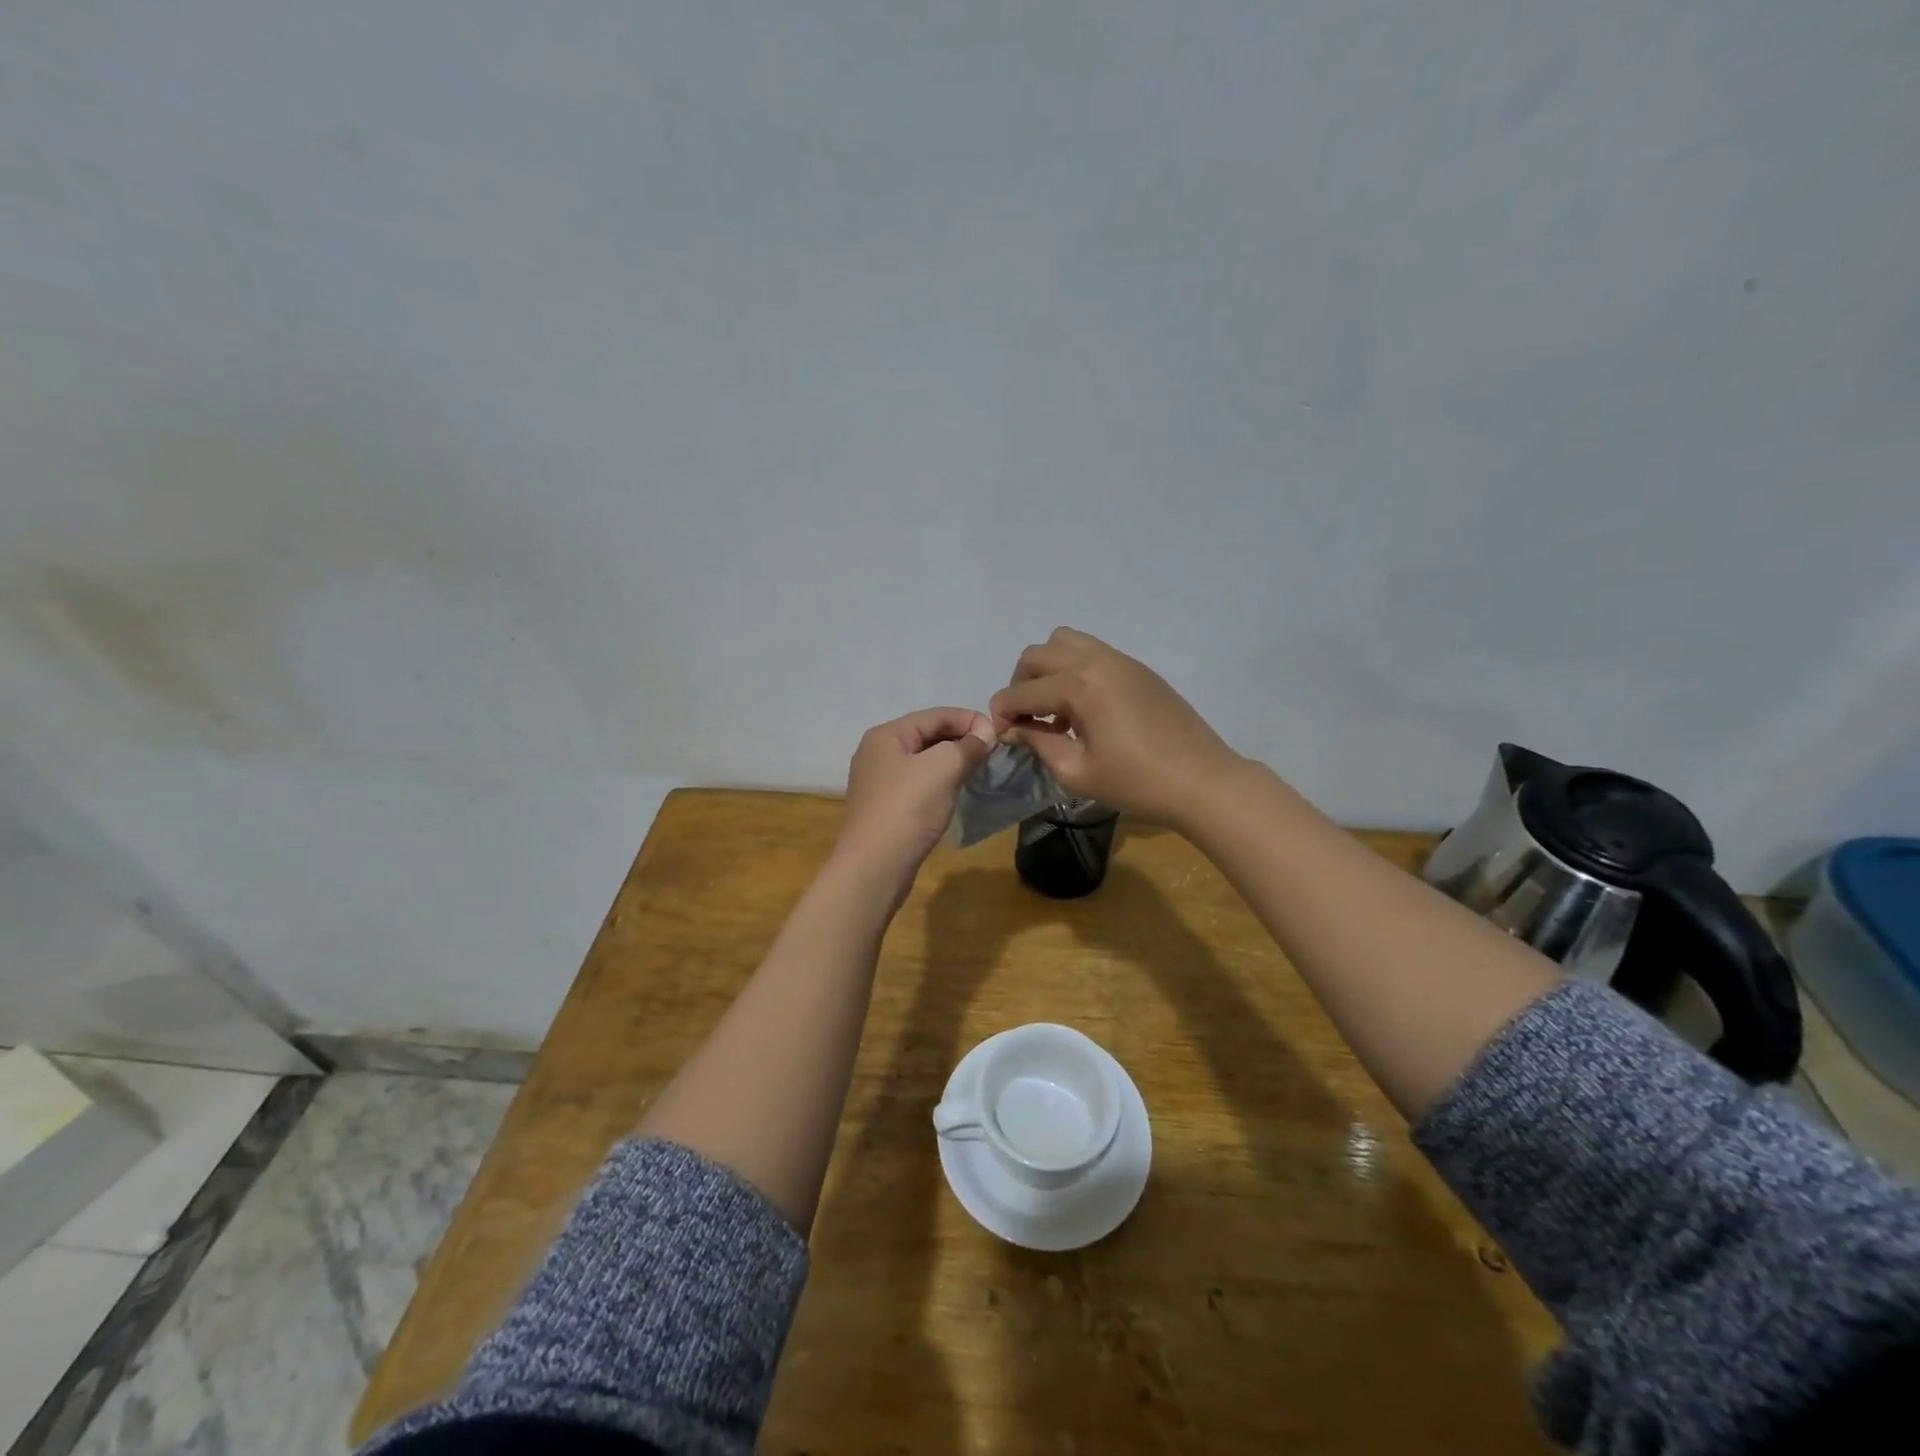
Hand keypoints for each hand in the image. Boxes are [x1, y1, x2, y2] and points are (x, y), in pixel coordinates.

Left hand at [835, 707, 996, 879]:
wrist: (875, 865)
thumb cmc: (908, 808)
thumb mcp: (943, 768)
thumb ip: (968, 746)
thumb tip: (986, 733)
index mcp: (886, 735)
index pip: (935, 715)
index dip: (969, 719)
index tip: (999, 733)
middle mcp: (877, 753)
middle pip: (927, 735)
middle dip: (961, 739)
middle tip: (992, 751)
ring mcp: (878, 782)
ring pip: (923, 761)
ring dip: (952, 761)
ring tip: (980, 769)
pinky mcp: (885, 808)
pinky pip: (918, 783)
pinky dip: (940, 781)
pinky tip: (957, 791)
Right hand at [988, 627, 1244, 828]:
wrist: (1203, 782)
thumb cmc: (1137, 784)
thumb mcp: (1077, 773)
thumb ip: (1038, 743)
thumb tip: (1013, 730)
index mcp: (1078, 686)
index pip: (1021, 692)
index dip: (1002, 715)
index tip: (1002, 738)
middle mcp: (1095, 661)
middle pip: (1036, 655)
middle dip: (1020, 685)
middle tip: (1026, 721)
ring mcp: (1120, 660)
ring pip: (1064, 642)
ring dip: (1047, 669)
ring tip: (1055, 708)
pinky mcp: (1138, 668)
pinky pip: (1092, 652)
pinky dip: (1073, 669)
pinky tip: (1084, 709)